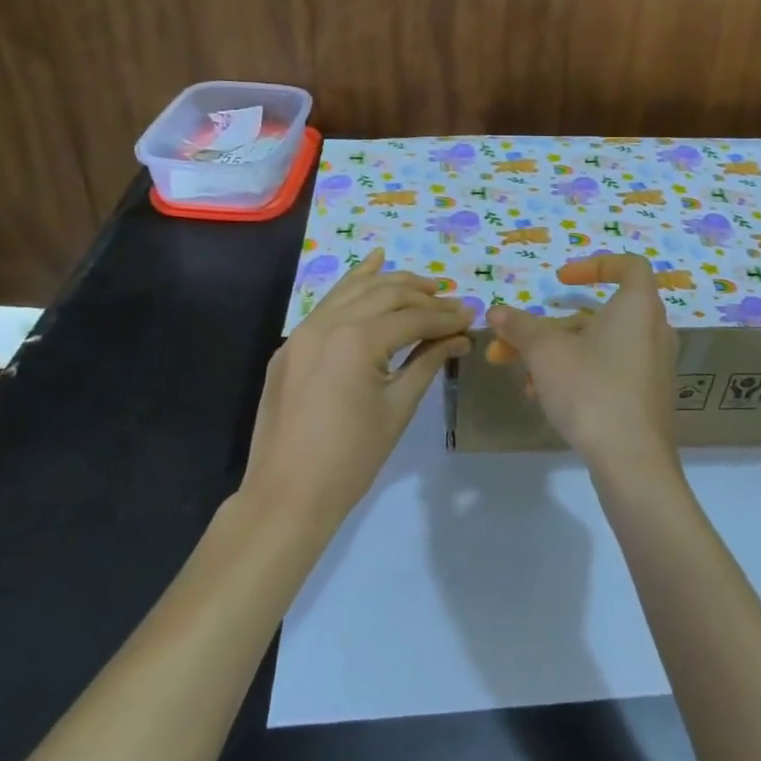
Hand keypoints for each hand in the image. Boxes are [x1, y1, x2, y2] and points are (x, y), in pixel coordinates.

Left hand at [243, 249, 471, 530]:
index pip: (412, 318)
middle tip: (452, 302)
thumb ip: (428, 361)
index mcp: (357, 340)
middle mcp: (328, 323)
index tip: (472, 316)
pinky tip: (372, 265)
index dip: (446, 316)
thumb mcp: (398, 407)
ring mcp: (303, 332)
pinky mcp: (291, 345)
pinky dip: (353, 285)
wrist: (287, 495)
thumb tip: (459, 337)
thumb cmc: (352, 458)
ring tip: (423, 284)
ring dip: (390, 282)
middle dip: (423, 296)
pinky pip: (328, 304)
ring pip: (354, 290)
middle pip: (385, 295)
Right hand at [485, 253, 678, 468]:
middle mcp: (654, 331)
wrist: (632, 461)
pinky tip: (543, 398)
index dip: (594, 266)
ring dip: (557, 355)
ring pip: (599, 348)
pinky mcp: (647, 398)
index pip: (629, 266)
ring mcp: (653, 367)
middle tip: (511, 342)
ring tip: (521, 376)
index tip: (560, 282)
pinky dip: (578, 375)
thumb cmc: (591, 390)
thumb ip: (520, 327)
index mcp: (639, 307)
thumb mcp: (545, 353)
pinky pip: (610, 372)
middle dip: (550, 327)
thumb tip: (497, 311)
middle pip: (599, 315)